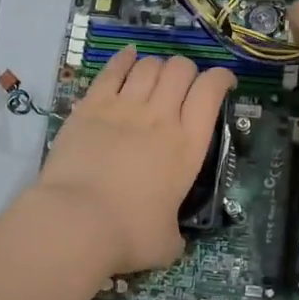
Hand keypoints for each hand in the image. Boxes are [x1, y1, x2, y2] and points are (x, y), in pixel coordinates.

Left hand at [33, 45, 235, 274]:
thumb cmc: (128, 234)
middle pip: (181, 69)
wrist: (75, 222)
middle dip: (188, 71)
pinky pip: (112, 70)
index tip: (223, 83)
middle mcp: (161, 116)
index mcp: (188, 145)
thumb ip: (175, 233)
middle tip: (184, 86)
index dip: (221, 78)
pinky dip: (124, 59)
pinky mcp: (90, 106)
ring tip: (156, 77)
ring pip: (149, 66)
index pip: (211, 91)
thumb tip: (172, 237)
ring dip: (158, 66)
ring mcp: (123, 107)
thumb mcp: (167, 243)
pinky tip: (129, 56)